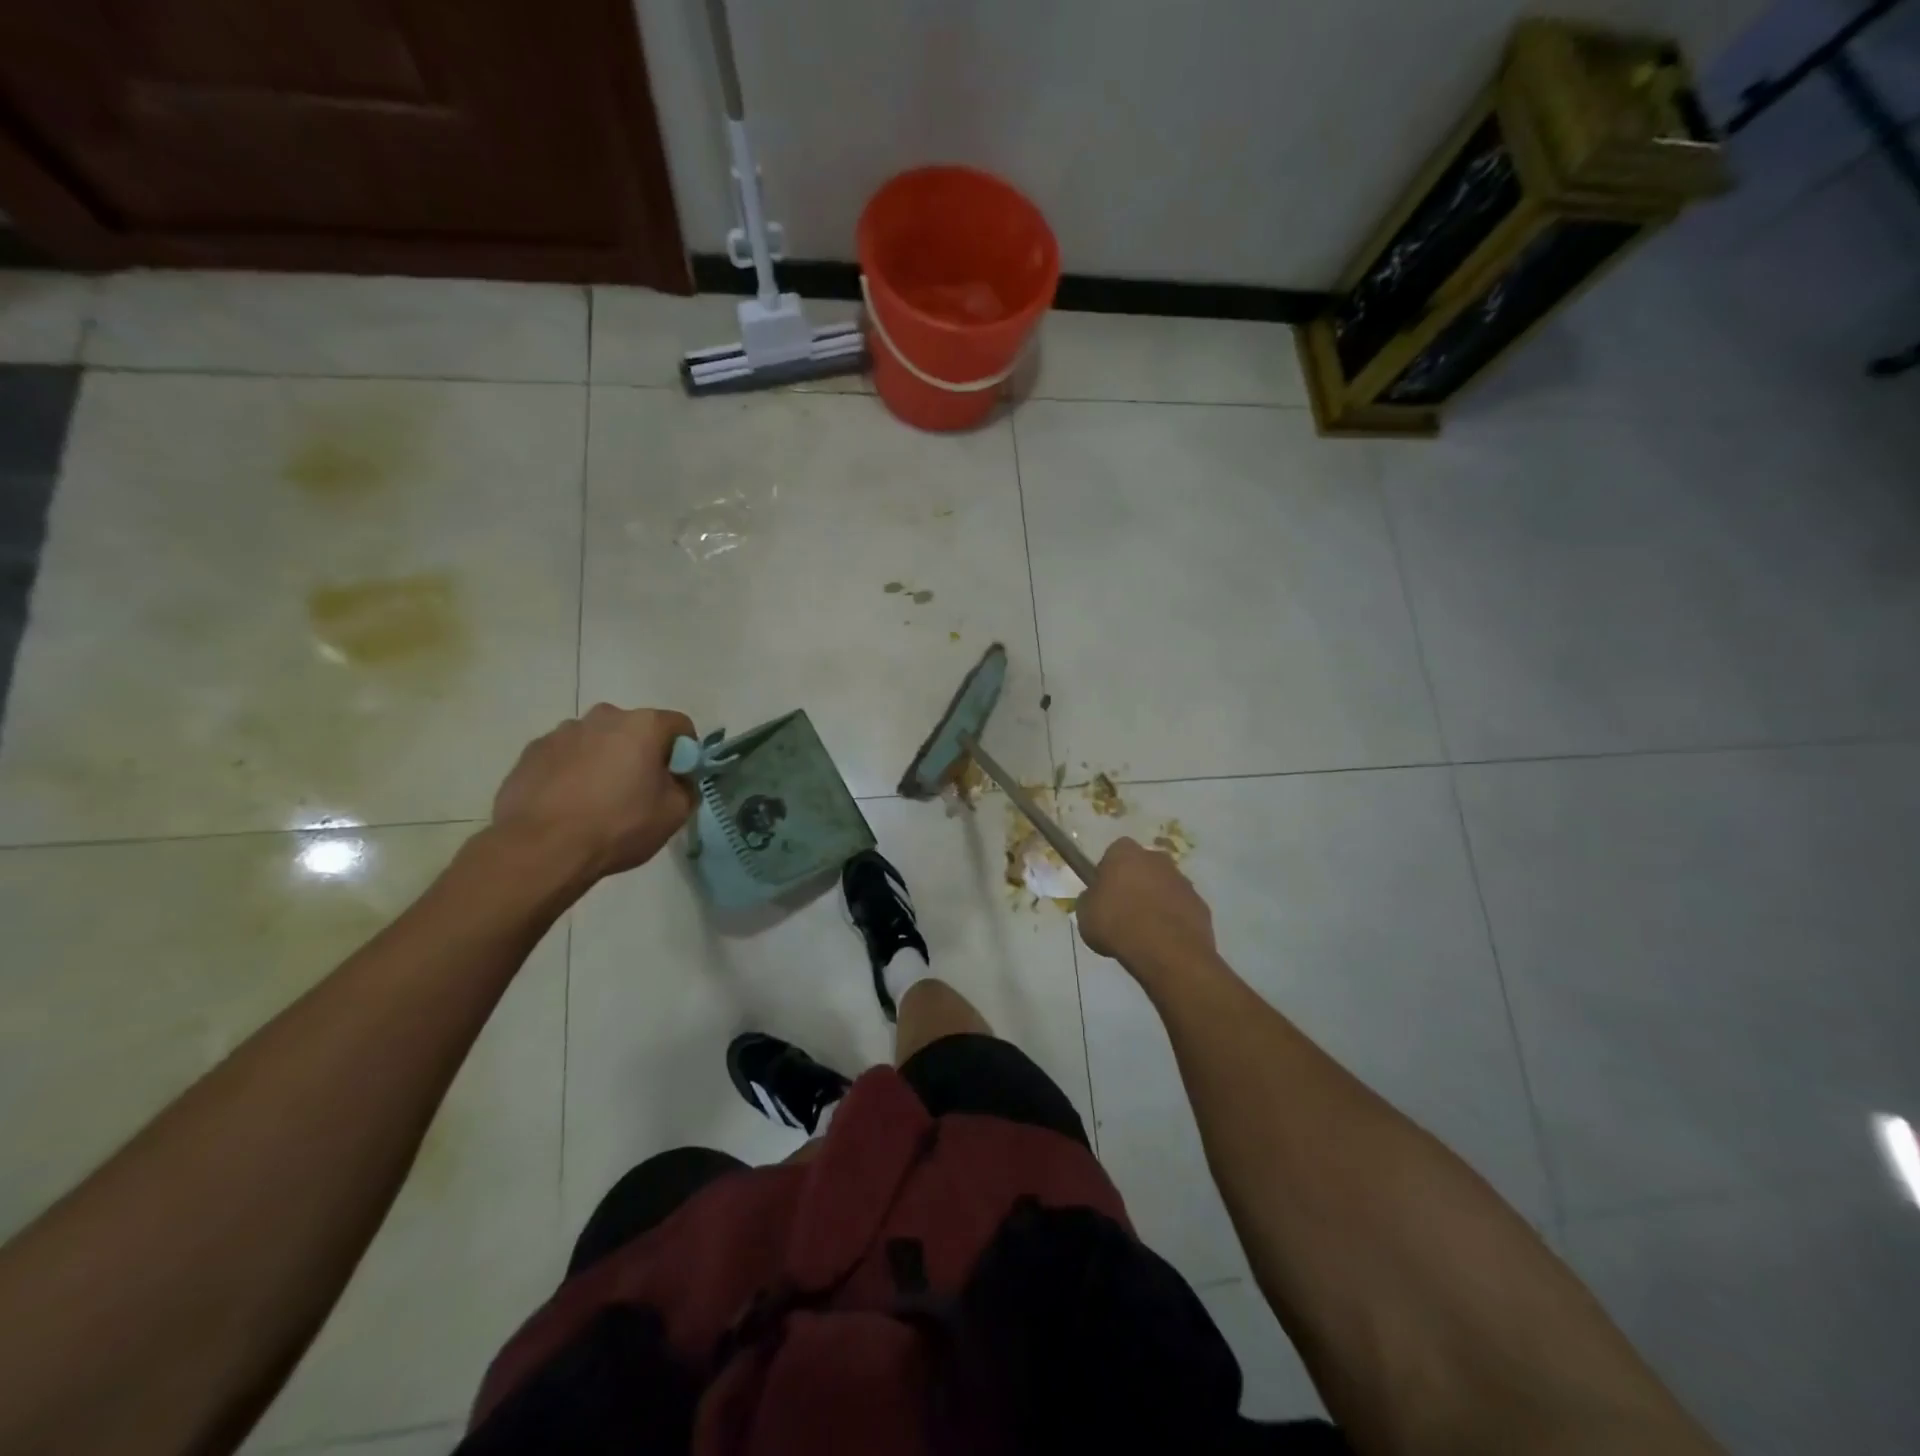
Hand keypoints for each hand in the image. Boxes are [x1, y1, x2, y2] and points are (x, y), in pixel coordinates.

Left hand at [490, 704, 696, 882]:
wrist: (540, 849)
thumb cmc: (618, 826)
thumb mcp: (674, 814)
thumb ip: (686, 788)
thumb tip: (679, 781)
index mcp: (643, 725)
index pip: (680, 726)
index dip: (686, 753)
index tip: (678, 780)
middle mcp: (603, 716)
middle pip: (635, 730)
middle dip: (641, 754)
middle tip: (639, 791)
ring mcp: (562, 731)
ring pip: (597, 741)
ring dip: (604, 760)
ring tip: (597, 801)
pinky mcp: (531, 751)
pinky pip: (565, 756)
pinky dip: (572, 772)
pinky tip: (568, 804)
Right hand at [1077, 837, 1215, 968]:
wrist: (1166, 951)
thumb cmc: (1117, 924)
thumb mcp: (1085, 914)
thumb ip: (1090, 900)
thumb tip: (1095, 898)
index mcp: (1125, 853)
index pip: (1114, 852)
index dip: (1109, 871)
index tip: (1105, 892)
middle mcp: (1157, 859)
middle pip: (1143, 866)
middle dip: (1136, 882)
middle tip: (1125, 910)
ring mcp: (1183, 881)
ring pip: (1164, 886)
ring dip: (1156, 901)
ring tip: (1145, 930)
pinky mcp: (1200, 904)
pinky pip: (1181, 908)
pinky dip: (1174, 919)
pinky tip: (1164, 940)